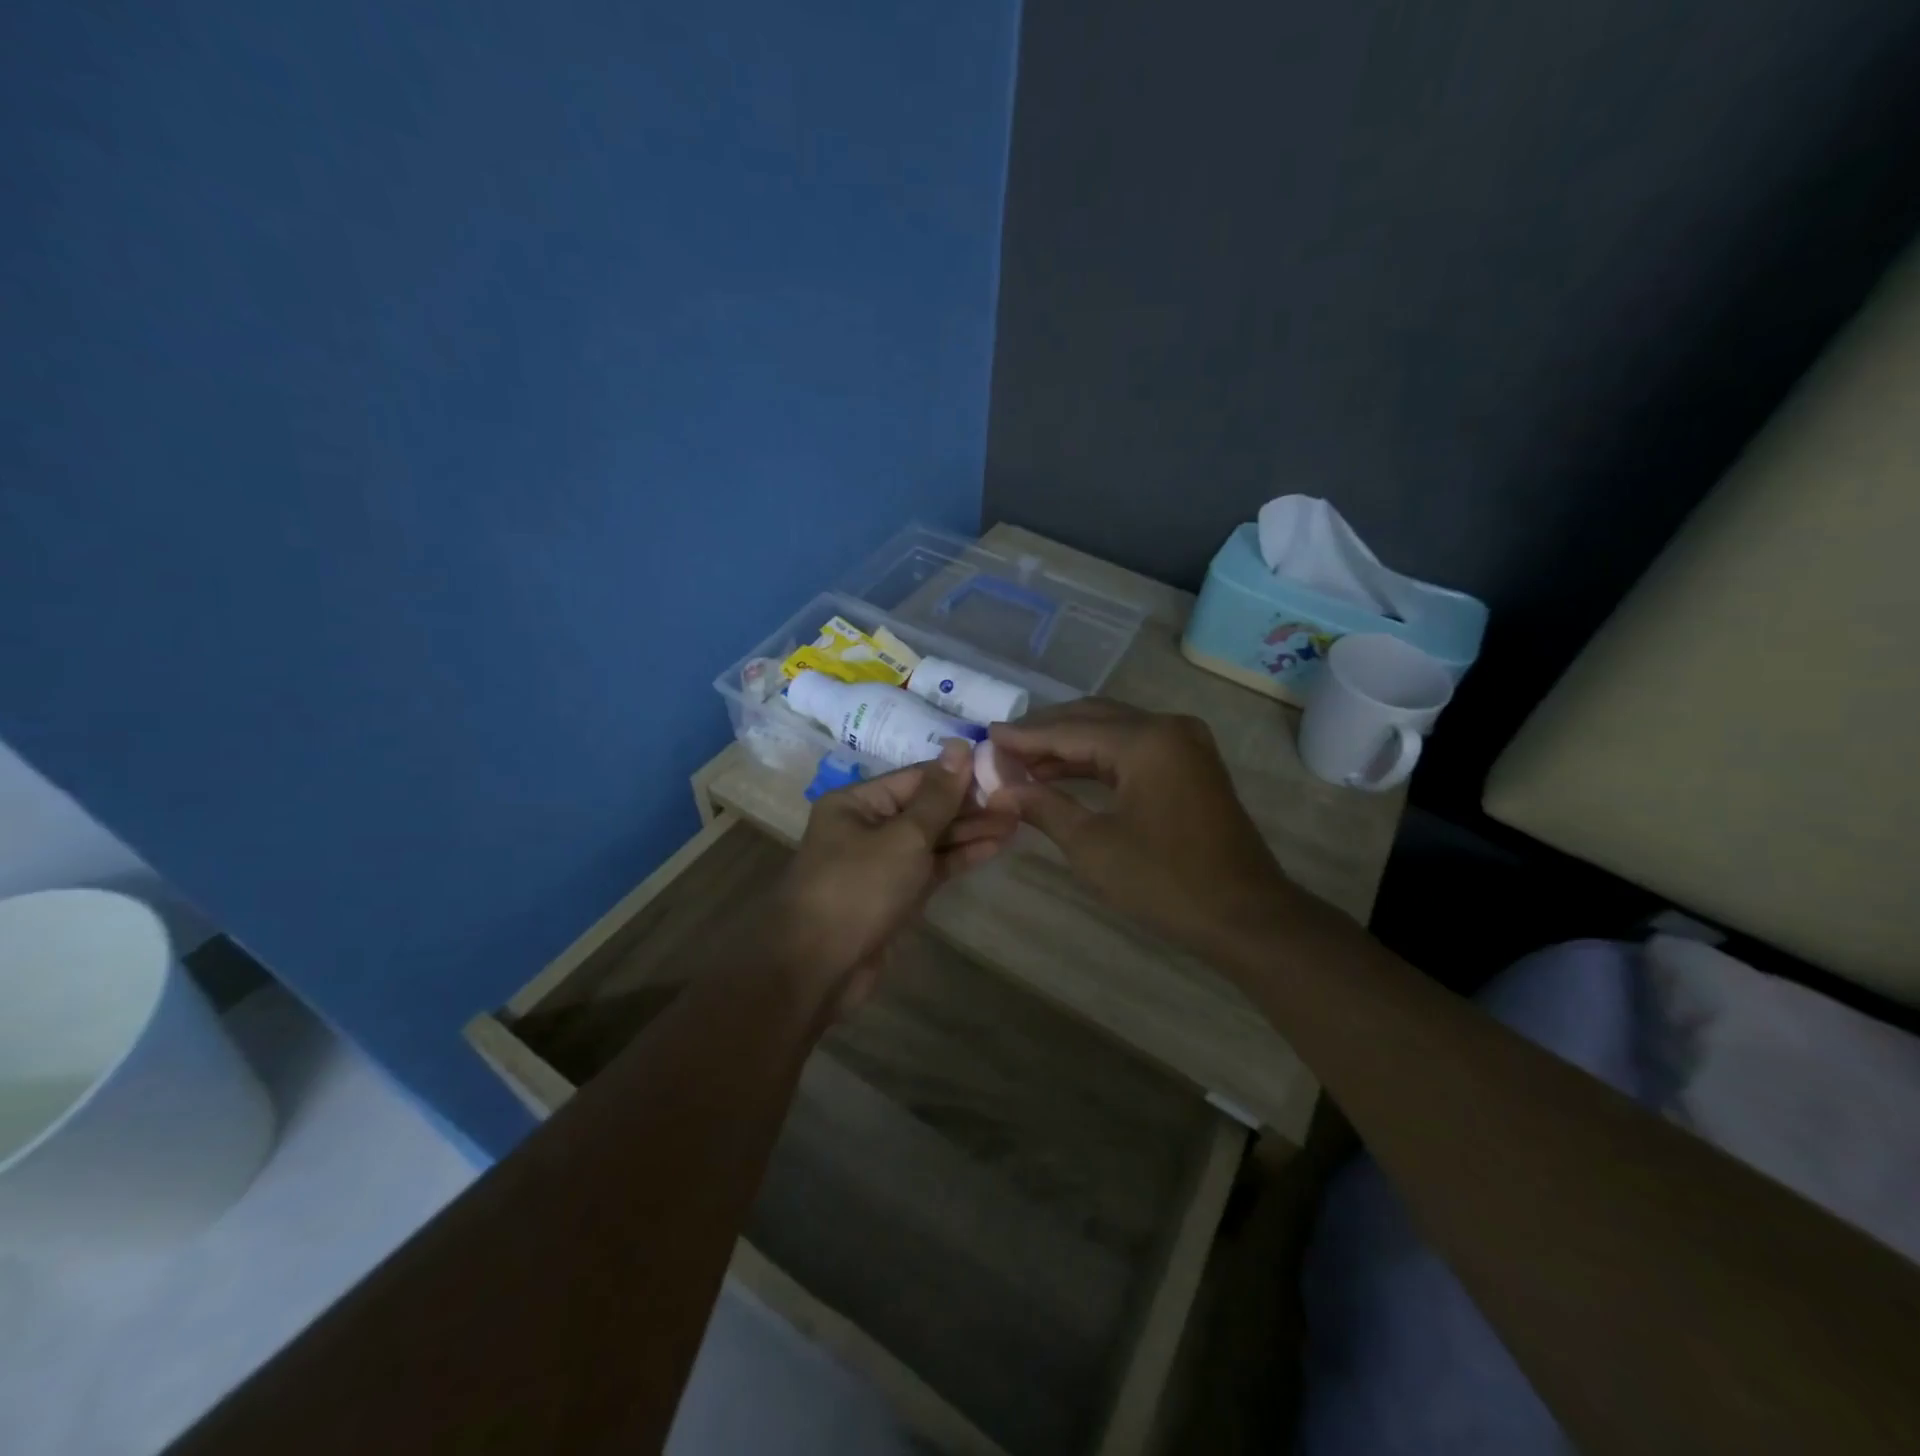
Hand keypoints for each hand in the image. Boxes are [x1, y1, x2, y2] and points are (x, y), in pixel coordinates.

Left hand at [769, 741, 1016, 1009]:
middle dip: (969, 806)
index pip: (917, 777)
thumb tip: (961, 745)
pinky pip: (931, 868)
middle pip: (926, 808)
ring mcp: (881, 863)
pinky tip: (994, 846)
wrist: (818, 969)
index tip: (1002, 770)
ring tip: (1017, 821)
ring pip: (932, 839)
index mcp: (857, 802)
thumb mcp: (904, 837)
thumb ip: (938, 796)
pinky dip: (959, 858)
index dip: (959, 774)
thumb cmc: (858, 889)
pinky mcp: (895, 895)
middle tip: (1018, 800)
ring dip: (971, 832)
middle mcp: (867, 826)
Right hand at [986, 700, 1290, 960]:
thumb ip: (1044, 806)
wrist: (1244, 916)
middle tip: (1002, 745)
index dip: (1025, 736)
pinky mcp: (1190, 764)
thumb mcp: (1092, 845)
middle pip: (1093, 718)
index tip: (986, 736)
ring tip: (1023, 761)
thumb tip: (1001, 788)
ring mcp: (1184, 744)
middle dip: (1046, 732)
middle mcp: (1168, 727)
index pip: (1070, 730)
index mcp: (1146, 740)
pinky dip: (1097, 759)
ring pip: (1113, 731)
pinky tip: (1064, 774)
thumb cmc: (1164, 881)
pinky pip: (1133, 749)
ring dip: (1069, 746)